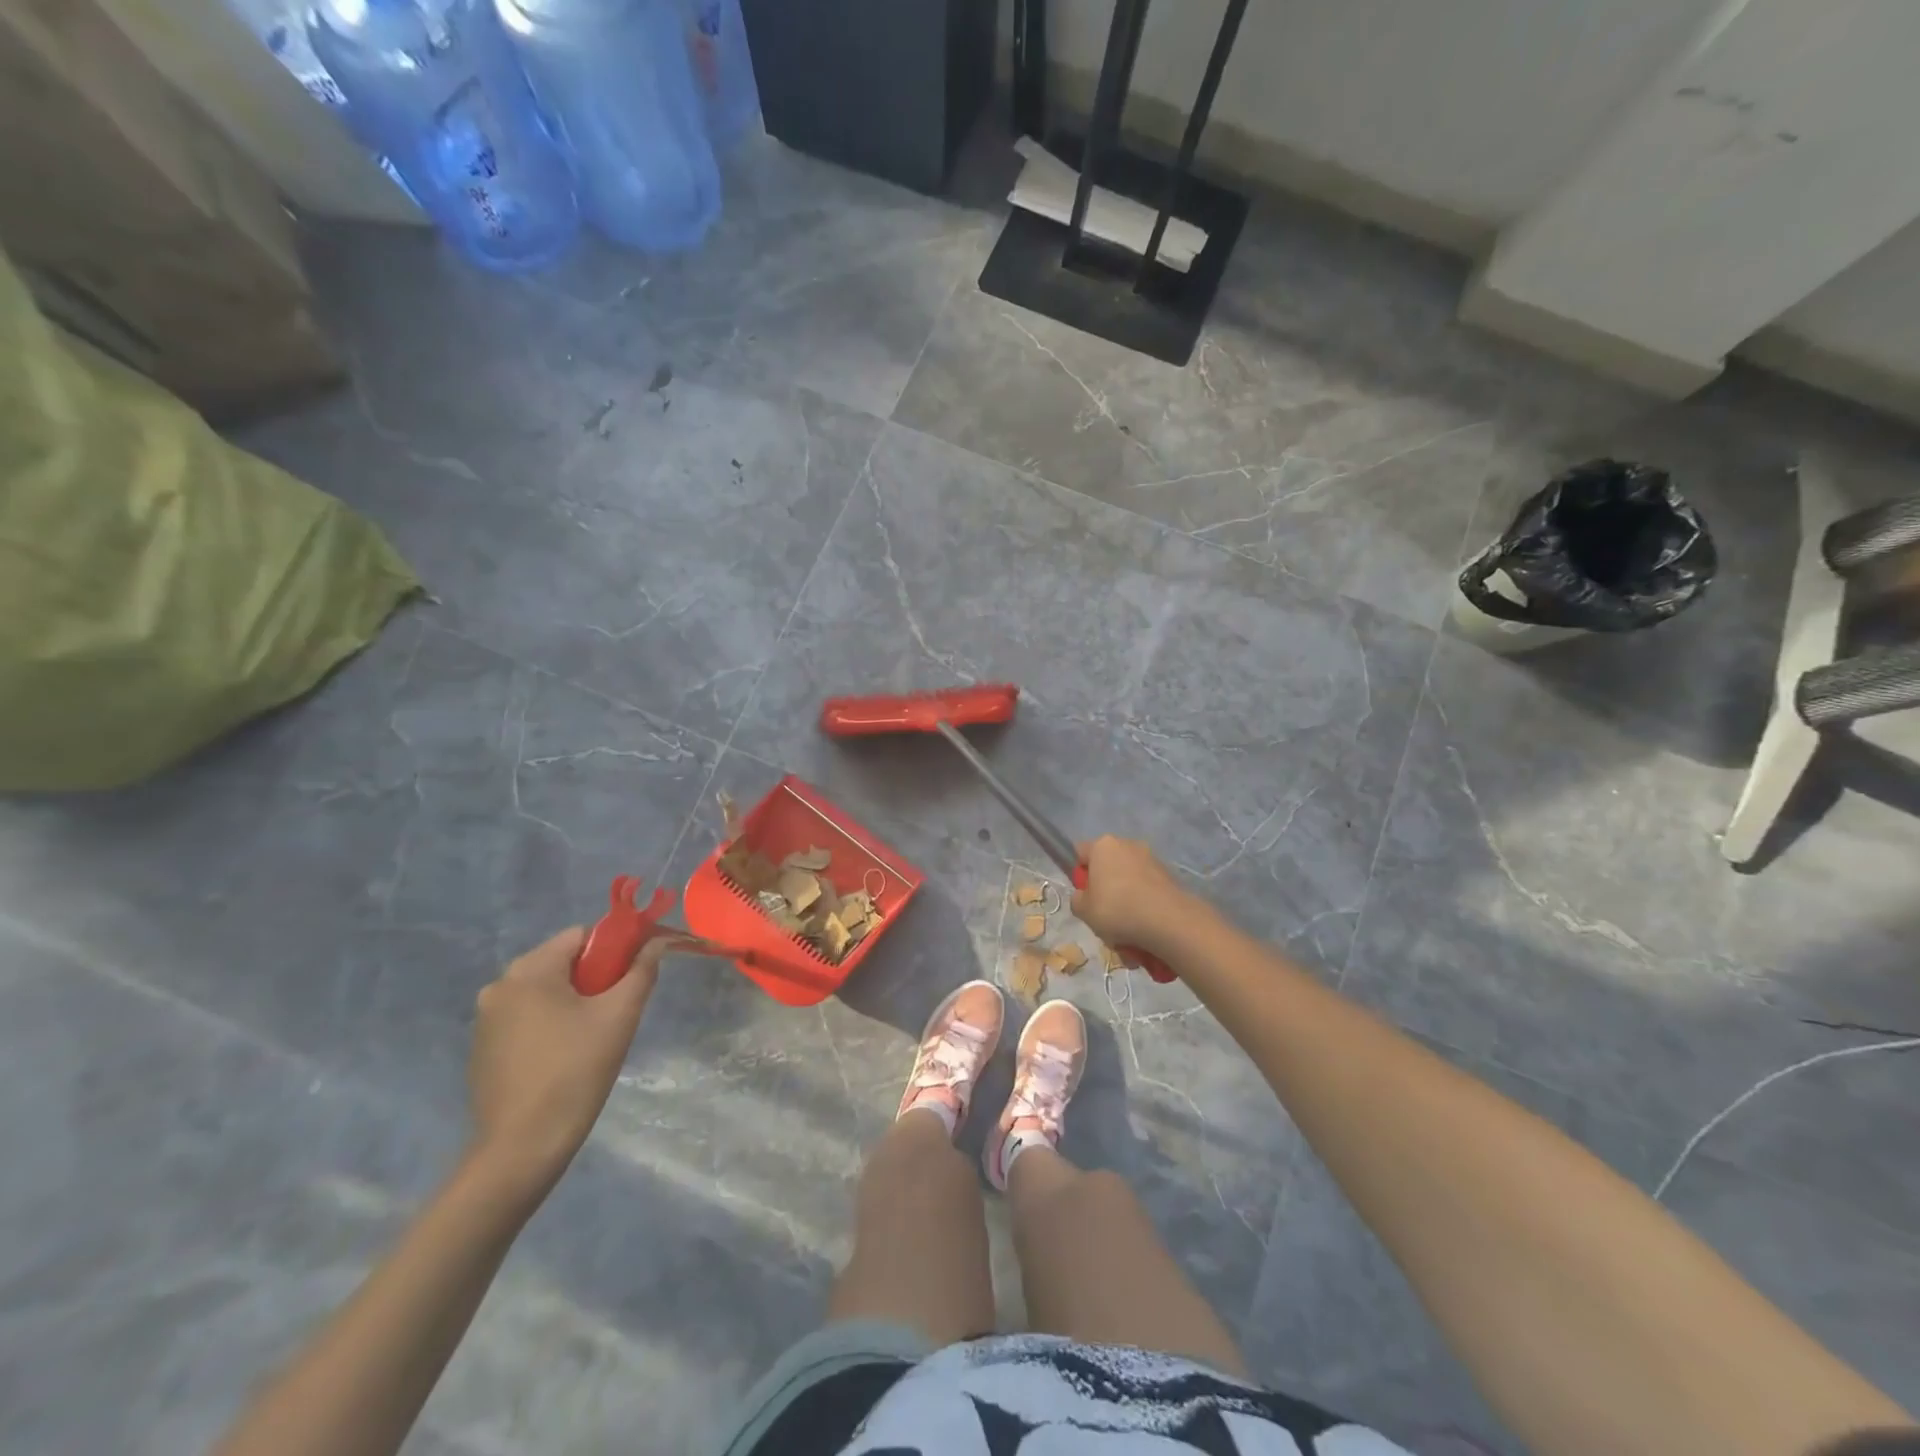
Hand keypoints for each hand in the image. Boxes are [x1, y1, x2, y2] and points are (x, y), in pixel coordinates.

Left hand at [466, 927, 663, 1195]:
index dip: (614, 947)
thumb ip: (641, 970)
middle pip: (561, 961)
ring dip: (572, 1001)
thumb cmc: (575, 1072)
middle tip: (616, 1010)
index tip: (633, 975)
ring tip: (593, 1037)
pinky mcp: (482, 1049)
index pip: (581, 935)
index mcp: (529, 970)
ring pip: (544, 991)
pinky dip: (550, 1024)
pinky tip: (565, 1057)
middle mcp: (499, 986)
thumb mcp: (619, 1016)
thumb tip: (657, 942)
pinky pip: (526, 1017)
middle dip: (594, 977)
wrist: (521, 1149)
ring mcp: (485, 1020)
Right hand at [1072, 835, 1203, 959]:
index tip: (1085, 895)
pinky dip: (1144, 906)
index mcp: (1103, 845)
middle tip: (1105, 915)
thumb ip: (1078, 899)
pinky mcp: (1169, 876)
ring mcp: (1151, 859)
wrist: (1168, 921)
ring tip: (1127, 930)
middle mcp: (1128, 844)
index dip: (1080, 874)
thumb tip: (1085, 896)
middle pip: (1108, 866)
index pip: (1081, 852)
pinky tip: (1145, 929)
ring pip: (1129, 881)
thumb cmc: (1117, 909)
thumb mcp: (1083, 910)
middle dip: (1106, 888)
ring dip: (1126, 901)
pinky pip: (1148, 891)